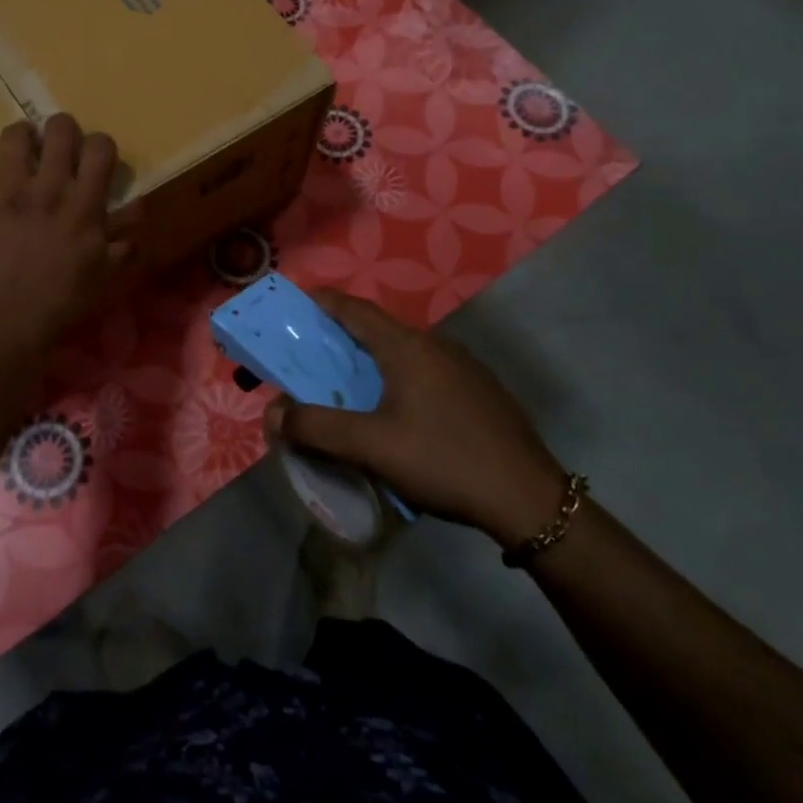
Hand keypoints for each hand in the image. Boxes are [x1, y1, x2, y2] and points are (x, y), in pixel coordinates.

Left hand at [0, 114, 136, 359]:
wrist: (9, 327)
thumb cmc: (65, 304)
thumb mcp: (109, 276)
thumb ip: (127, 238)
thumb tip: (139, 205)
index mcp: (83, 205)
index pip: (100, 147)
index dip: (101, 145)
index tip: (96, 158)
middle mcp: (47, 189)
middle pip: (58, 129)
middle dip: (61, 128)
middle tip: (58, 146)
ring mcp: (6, 195)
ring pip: (11, 138)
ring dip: (18, 138)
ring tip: (19, 152)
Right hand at [267, 291, 569, 545]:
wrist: (529, 499)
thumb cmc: (444, 460)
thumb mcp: (371, 447)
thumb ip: (316, 426)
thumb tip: (273, 412)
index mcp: (407, 346)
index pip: (354, 308)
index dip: (320, 303)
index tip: (293, 307)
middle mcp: (435, 345)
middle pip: (377, 329)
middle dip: (340, 338)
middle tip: (310, 357)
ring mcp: (464, 367)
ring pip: (404, 352)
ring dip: (370, 361)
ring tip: (347, 387)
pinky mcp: (480, 391)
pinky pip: (426, 371)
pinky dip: (398, 378)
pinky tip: (397, 413)